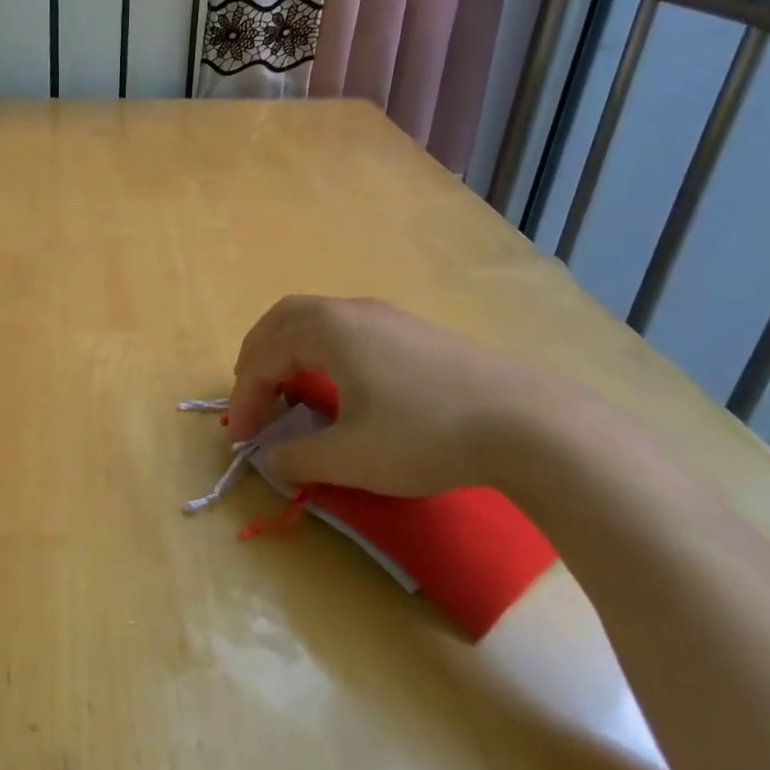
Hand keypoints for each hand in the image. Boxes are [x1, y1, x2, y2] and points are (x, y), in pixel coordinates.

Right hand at [226, 295, 554, 497]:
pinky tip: (336, 383)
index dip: (245, 400)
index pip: (265, 358)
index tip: (242, 440)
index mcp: (328, 330)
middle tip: (250, 396)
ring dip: (289, 350)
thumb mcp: (351, 458)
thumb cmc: (425, 435)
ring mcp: (387, 317)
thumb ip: (298, 457)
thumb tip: (270, 457)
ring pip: (317, 319)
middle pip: (283, 320)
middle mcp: (352, 311)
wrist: (527, 423)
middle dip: (257, 357)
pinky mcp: (414, 332)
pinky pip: (346, 329)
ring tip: (285, 387)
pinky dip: (320, 350)